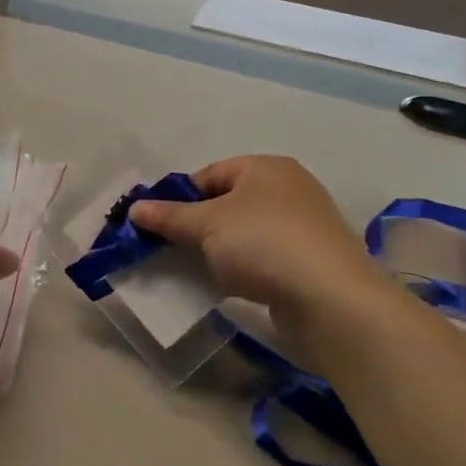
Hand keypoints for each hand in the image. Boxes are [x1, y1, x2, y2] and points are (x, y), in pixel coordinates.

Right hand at [127, 156, 394, 322]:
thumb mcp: (206, 225)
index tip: (157, 225)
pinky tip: (229, 285)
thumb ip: (169, 216)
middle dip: (196, 226)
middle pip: (227, 202)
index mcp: (265, 167)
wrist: (330, 297)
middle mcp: (288, 188)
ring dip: (218, 249)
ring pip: (244, 232)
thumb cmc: (262, 243)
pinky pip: (263, 257)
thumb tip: (135, 209)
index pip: (209, 173)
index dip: (179, 197)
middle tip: (170, 249)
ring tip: (196, 270)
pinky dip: (242, 267)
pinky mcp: (310, 260)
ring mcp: (303, 225)